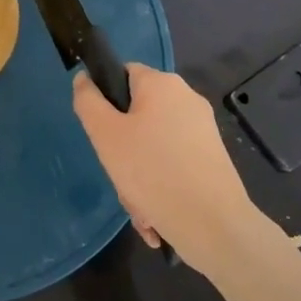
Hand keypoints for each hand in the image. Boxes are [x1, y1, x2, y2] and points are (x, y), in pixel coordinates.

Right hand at [73, 64, 256, 273]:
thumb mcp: (105, 134)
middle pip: (138, 114)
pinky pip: (173, 164)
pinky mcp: (213, 159)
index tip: (102, 133)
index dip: (106, 99)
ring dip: (139, 175)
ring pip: (153, 145)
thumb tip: (84, 79)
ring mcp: (203, 130)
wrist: (215, 227)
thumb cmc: (153, 172)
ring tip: (139, 207)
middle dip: (123, 149)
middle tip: (119, 176)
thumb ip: (88, 101)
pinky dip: (161, 185)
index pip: (123, 73)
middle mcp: (187, 99)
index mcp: (162, 84)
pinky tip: (155, 216)